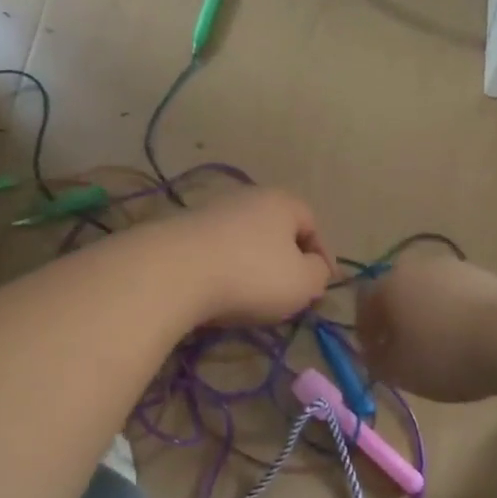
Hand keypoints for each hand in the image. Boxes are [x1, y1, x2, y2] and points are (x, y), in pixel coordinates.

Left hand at [158, 188, 332, 325]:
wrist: (174, 272)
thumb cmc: (251, 275)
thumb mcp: (303, 282)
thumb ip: (318, 274)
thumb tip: (314, 269)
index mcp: (281, 201)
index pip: (312, 223)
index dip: (322, 256)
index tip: (321, 287)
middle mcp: (246, 197)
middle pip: (276, 230)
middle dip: (285, 262)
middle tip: (288, 294)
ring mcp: (210, 212)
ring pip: (244, 241)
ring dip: (252, 267)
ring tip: (252, 299)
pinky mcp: (181, 232)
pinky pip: (215, 253)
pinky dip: (223, 272)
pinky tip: (219, 294)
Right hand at [356, 254, 496, 401]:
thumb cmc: (447, 355)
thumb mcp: (402, 372)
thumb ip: (378, 364)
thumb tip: (374, 356)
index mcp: (390, 284)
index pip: (364, 302)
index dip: (364, 331)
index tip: (373, 357)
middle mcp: (419, 267)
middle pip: (397, 292)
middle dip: (395, 321)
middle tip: (401, 350)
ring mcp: (456, 268)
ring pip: (429, 293)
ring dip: (426, 317)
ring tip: (437, 349)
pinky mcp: (487, 277)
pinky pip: (458, 297)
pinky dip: (454, 315)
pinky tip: (466, 341)